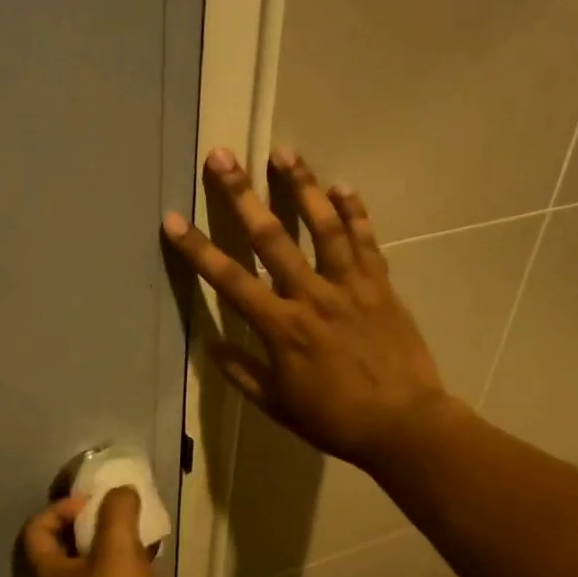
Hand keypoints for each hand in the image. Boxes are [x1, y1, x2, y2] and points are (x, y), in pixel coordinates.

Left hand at [21, 488, 163, 576]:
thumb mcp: (115, 548)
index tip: (91, 504)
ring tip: (140, 532)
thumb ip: (117, 512)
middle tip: (120, 513)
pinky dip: (131, 568)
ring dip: (114, 546)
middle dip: (92, 524)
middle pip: (67, 546)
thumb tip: (122, 492)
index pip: (38, 529)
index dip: (59, 509)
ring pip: (95, 565)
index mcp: (50, 570)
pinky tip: (153, 561)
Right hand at [161, 148, 454, 469]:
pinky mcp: (381, 286)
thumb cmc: (335, 419)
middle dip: (242, 195)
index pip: (230, 281)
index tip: (173, 220)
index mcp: (282, 328)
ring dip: (302, 186)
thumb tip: (210, 346)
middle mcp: (312, 296)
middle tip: (223, 157)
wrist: (404, 424)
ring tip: (285, 152)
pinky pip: (365, 242)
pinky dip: (354, 212)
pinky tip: (342, 186)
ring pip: (323, 227)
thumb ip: (242, 373)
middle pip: (272, 238)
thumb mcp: (278, 405)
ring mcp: (350, 286)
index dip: (198, 249)